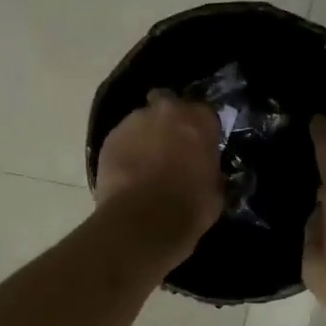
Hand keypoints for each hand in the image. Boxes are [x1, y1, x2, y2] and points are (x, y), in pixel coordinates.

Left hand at [94, 91, 224, 263]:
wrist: (141, 222)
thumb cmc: (189, 207)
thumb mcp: (216, 190)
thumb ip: (211, 169)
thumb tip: (205, 170)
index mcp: (199, 120)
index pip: (205, 113)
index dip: (202, 129)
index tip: (201, 146)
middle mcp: (167, 111)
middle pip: (169, 103)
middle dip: (170, 119)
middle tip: (172, 145)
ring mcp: (134, 122)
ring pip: (142, 119)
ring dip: (147, 134)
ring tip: (146, 162)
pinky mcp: (109, 138)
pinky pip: (123, 138)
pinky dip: (127, 149)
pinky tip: (129, 172)